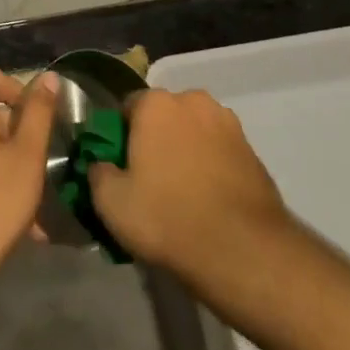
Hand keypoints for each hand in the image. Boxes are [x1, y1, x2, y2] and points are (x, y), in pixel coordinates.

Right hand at [87, 88, 290, 293]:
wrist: (242, 249)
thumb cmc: (168, 217)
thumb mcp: (112, 203)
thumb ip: (97, 173)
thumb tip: (101, 165)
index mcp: (156, 103)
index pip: (128, 107)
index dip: (121, 136)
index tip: (121, 168)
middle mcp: (193, 100)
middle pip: (164, 116)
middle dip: (156, 139)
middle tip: (150, 181)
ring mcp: (227, 122)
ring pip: (194, 131)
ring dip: (186, 150)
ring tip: (183, 194)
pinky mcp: (251, 148)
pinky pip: (219, 150)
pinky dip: (211, 166)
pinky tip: (208, 200)